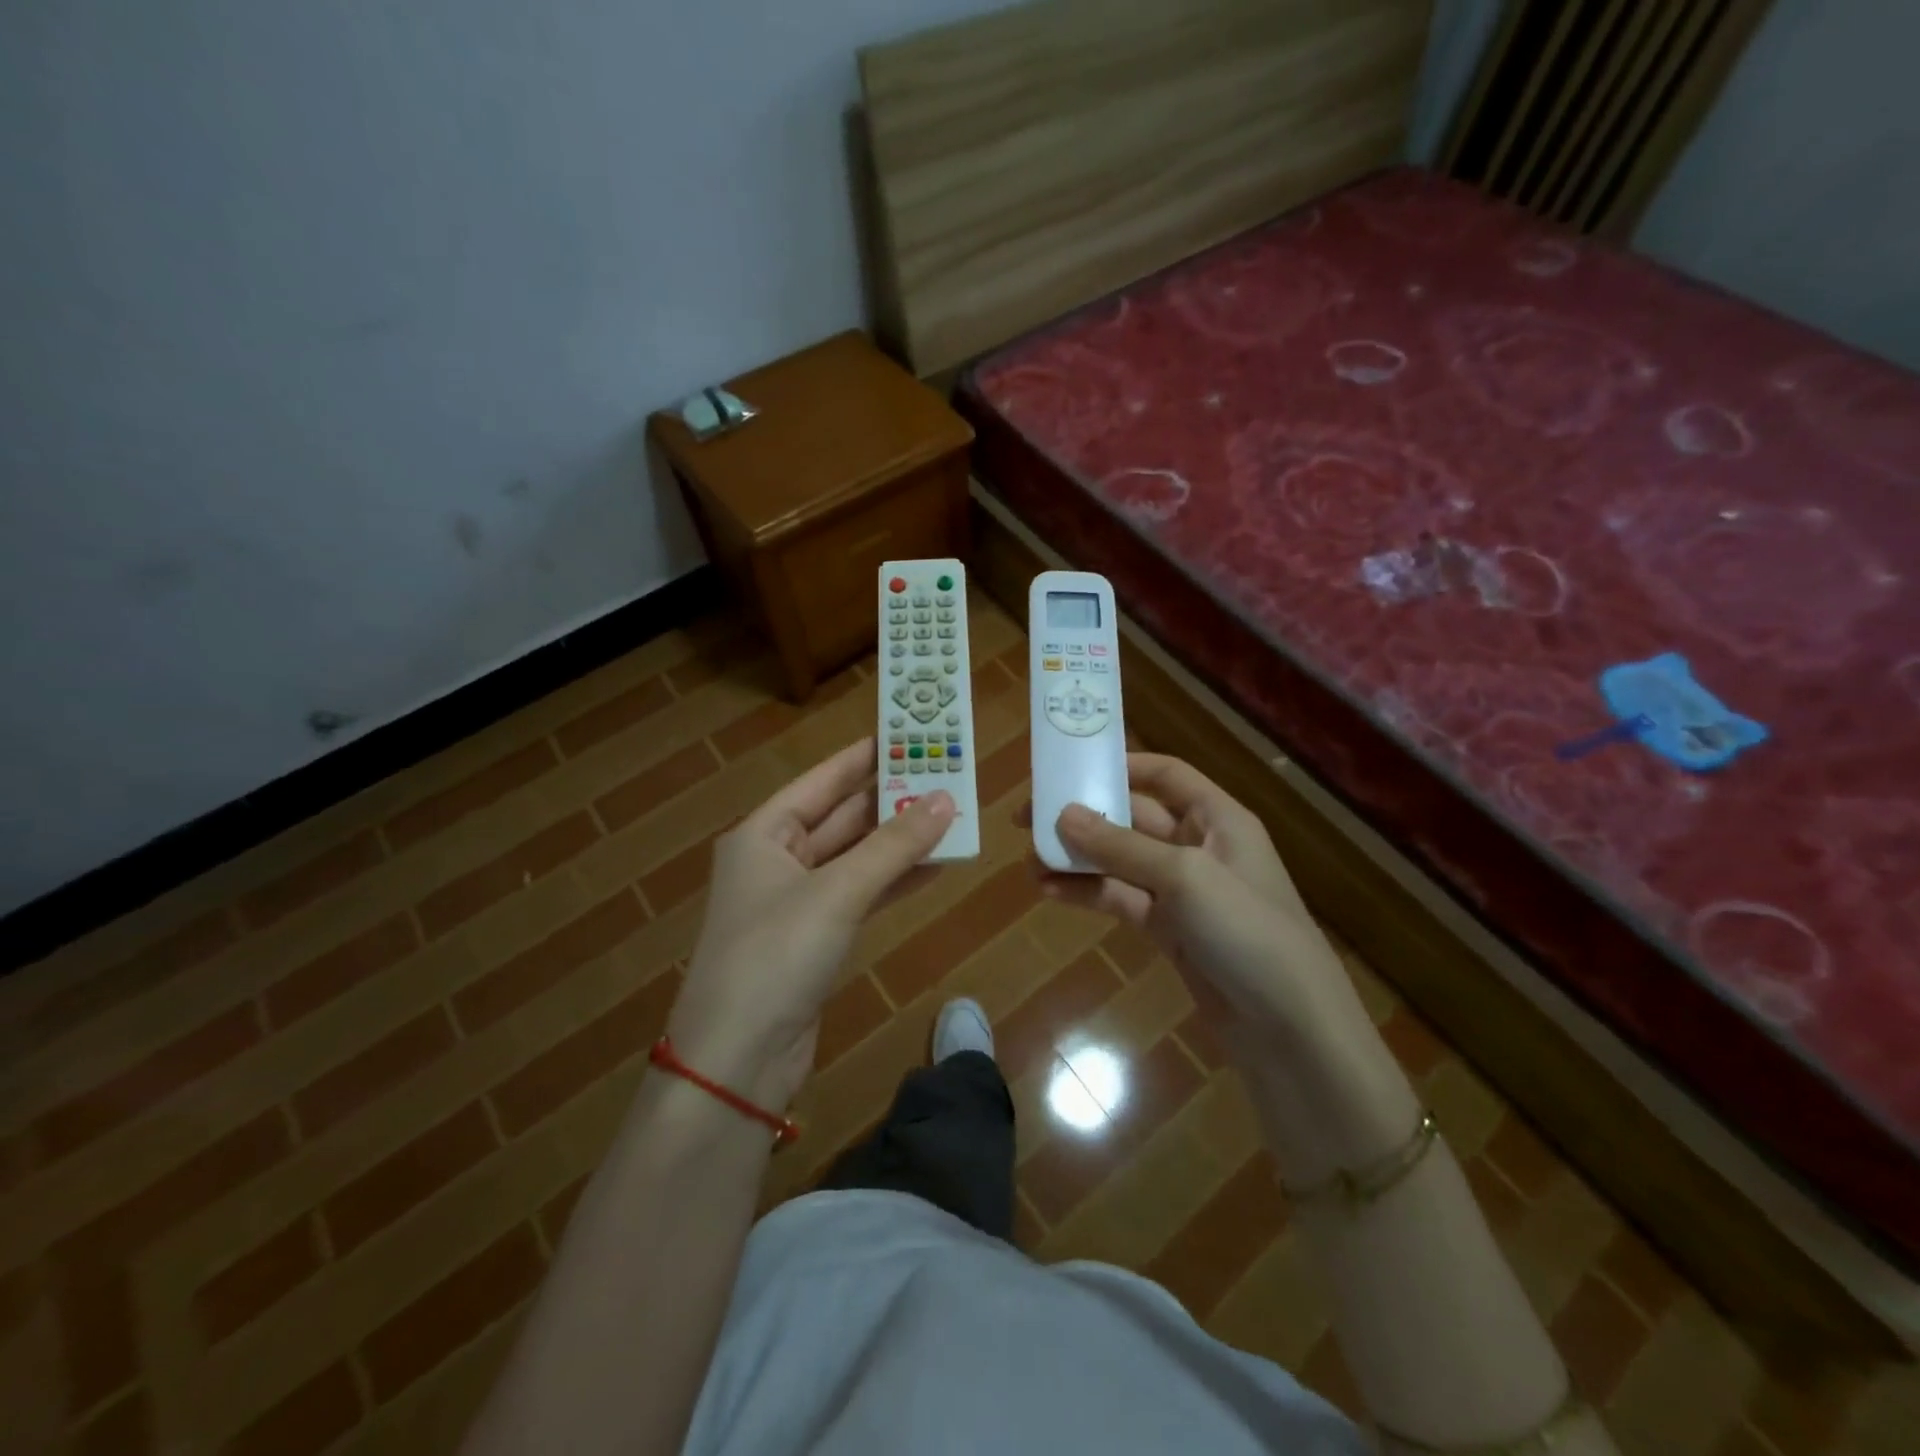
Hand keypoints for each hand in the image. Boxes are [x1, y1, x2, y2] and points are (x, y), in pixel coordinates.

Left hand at [667, 738, 954, 1108]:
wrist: (737, 1061)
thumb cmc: (775, 956)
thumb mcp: (837, 892)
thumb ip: (893, 845)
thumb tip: (946, 800)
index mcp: (764, 834)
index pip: (822, 780)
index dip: (865, 756)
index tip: (908, 732)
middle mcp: (777, 860)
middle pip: (843, 817)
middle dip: (892, 799)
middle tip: (945, 773)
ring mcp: (798, 901)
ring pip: (858, 857)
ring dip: (900, 840)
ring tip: (953, 815)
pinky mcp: (817, 937)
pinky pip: (863, 894)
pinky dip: (896, 880)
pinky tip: (937, 865)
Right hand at [1043, 754, 1352, 1049]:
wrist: (1289, 1027)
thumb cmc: (1246, 930)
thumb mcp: (1185, 877)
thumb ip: (1121, 846)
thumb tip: (1063, 814)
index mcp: (1217, 818)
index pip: (1166, 775)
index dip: (1122, 766)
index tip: (1070, 769)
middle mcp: (1198, 847)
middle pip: (1133, 818)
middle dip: (1085, 817)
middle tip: (1029, 818)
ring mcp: (1181, 891)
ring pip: (1120, 862)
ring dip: (1078, 858)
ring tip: (1031, 860)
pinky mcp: (1168, 930)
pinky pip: (1120, 899)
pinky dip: (1088, 893)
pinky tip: (1050, 892)